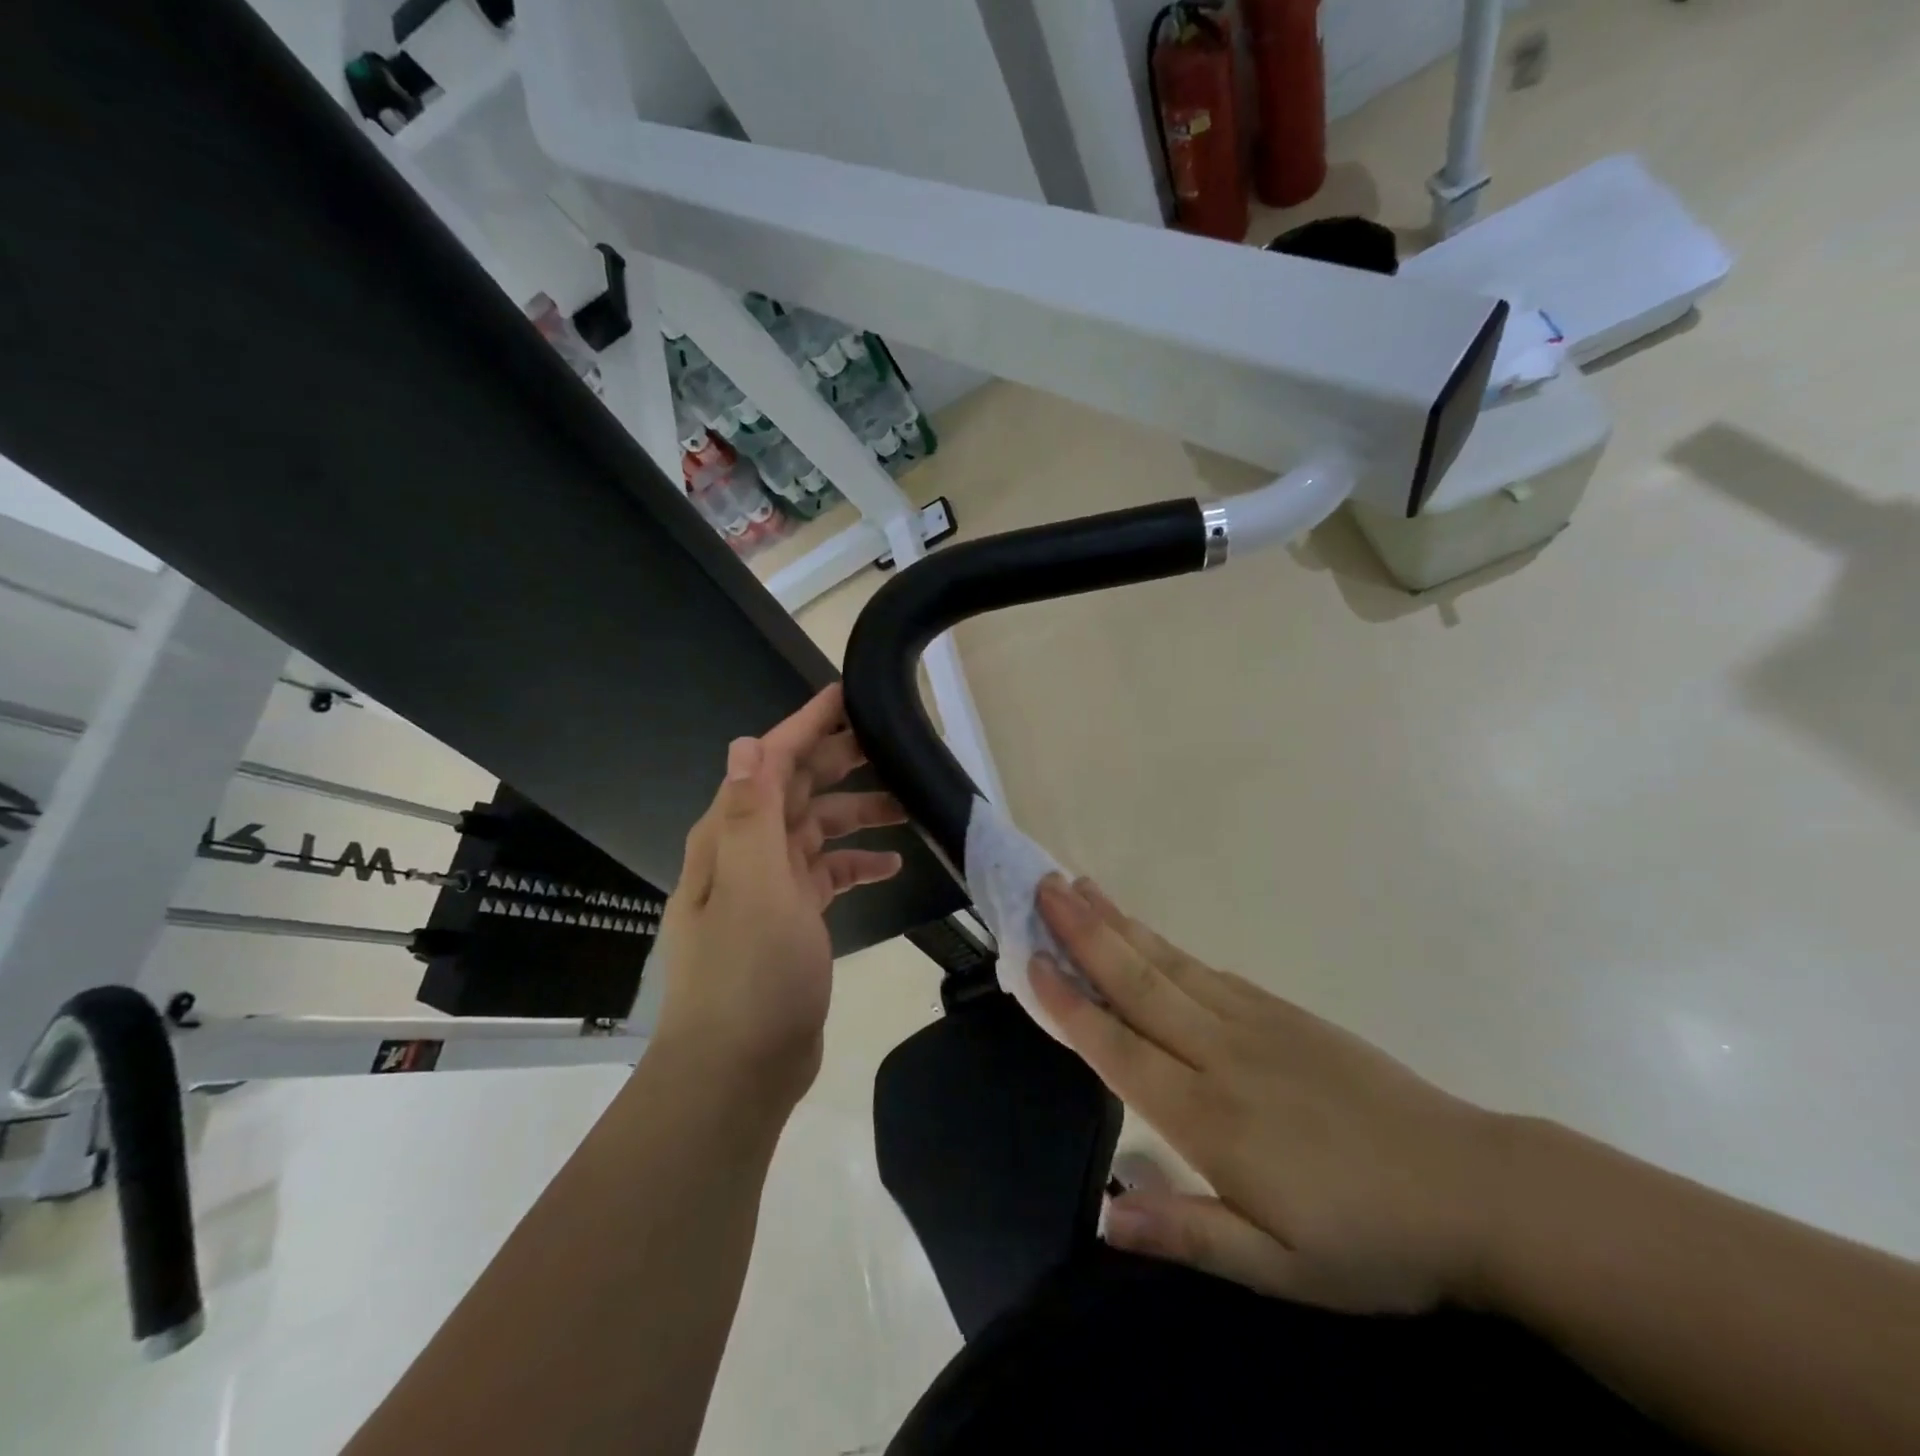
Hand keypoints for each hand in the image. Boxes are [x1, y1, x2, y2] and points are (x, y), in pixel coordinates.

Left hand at [650, 685, 905, 1115]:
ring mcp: (769, 887)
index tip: (847, 695)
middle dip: (841, 762)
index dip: (806, 725)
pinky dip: (857, 863)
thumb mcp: (754, 888)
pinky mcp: (791, 918)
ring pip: (818, 830)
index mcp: (730, 836)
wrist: (738, 1070)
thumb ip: (750, 814)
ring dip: (858, 814)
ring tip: (908, 805)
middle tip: (892, 745)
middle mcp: (746, 853)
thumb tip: (746, 741)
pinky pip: (827, 874)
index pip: (769, 761)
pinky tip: (892, 866)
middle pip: (797, 789)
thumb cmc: (749, 974)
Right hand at [1030, 875, 1513, 1314]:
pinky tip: (1148, 933)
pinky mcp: (1284, 1012)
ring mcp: (1255, 1023)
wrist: (1474, 1188)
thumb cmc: (1372, 1241)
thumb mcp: (1282, 1270)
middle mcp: (1221, 1053)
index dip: (1070, 1002)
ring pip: (1169, 963)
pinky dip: (1166, 944)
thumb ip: (1190, 1235)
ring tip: (1080, 887)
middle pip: (1138, 982)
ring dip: (1119, 923)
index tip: (1030, 959)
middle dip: (1084, 933)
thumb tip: (1105, 1217)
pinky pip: (1209, 969)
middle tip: (1043, 888)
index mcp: (1210, 1117)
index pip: (1119, 1047)